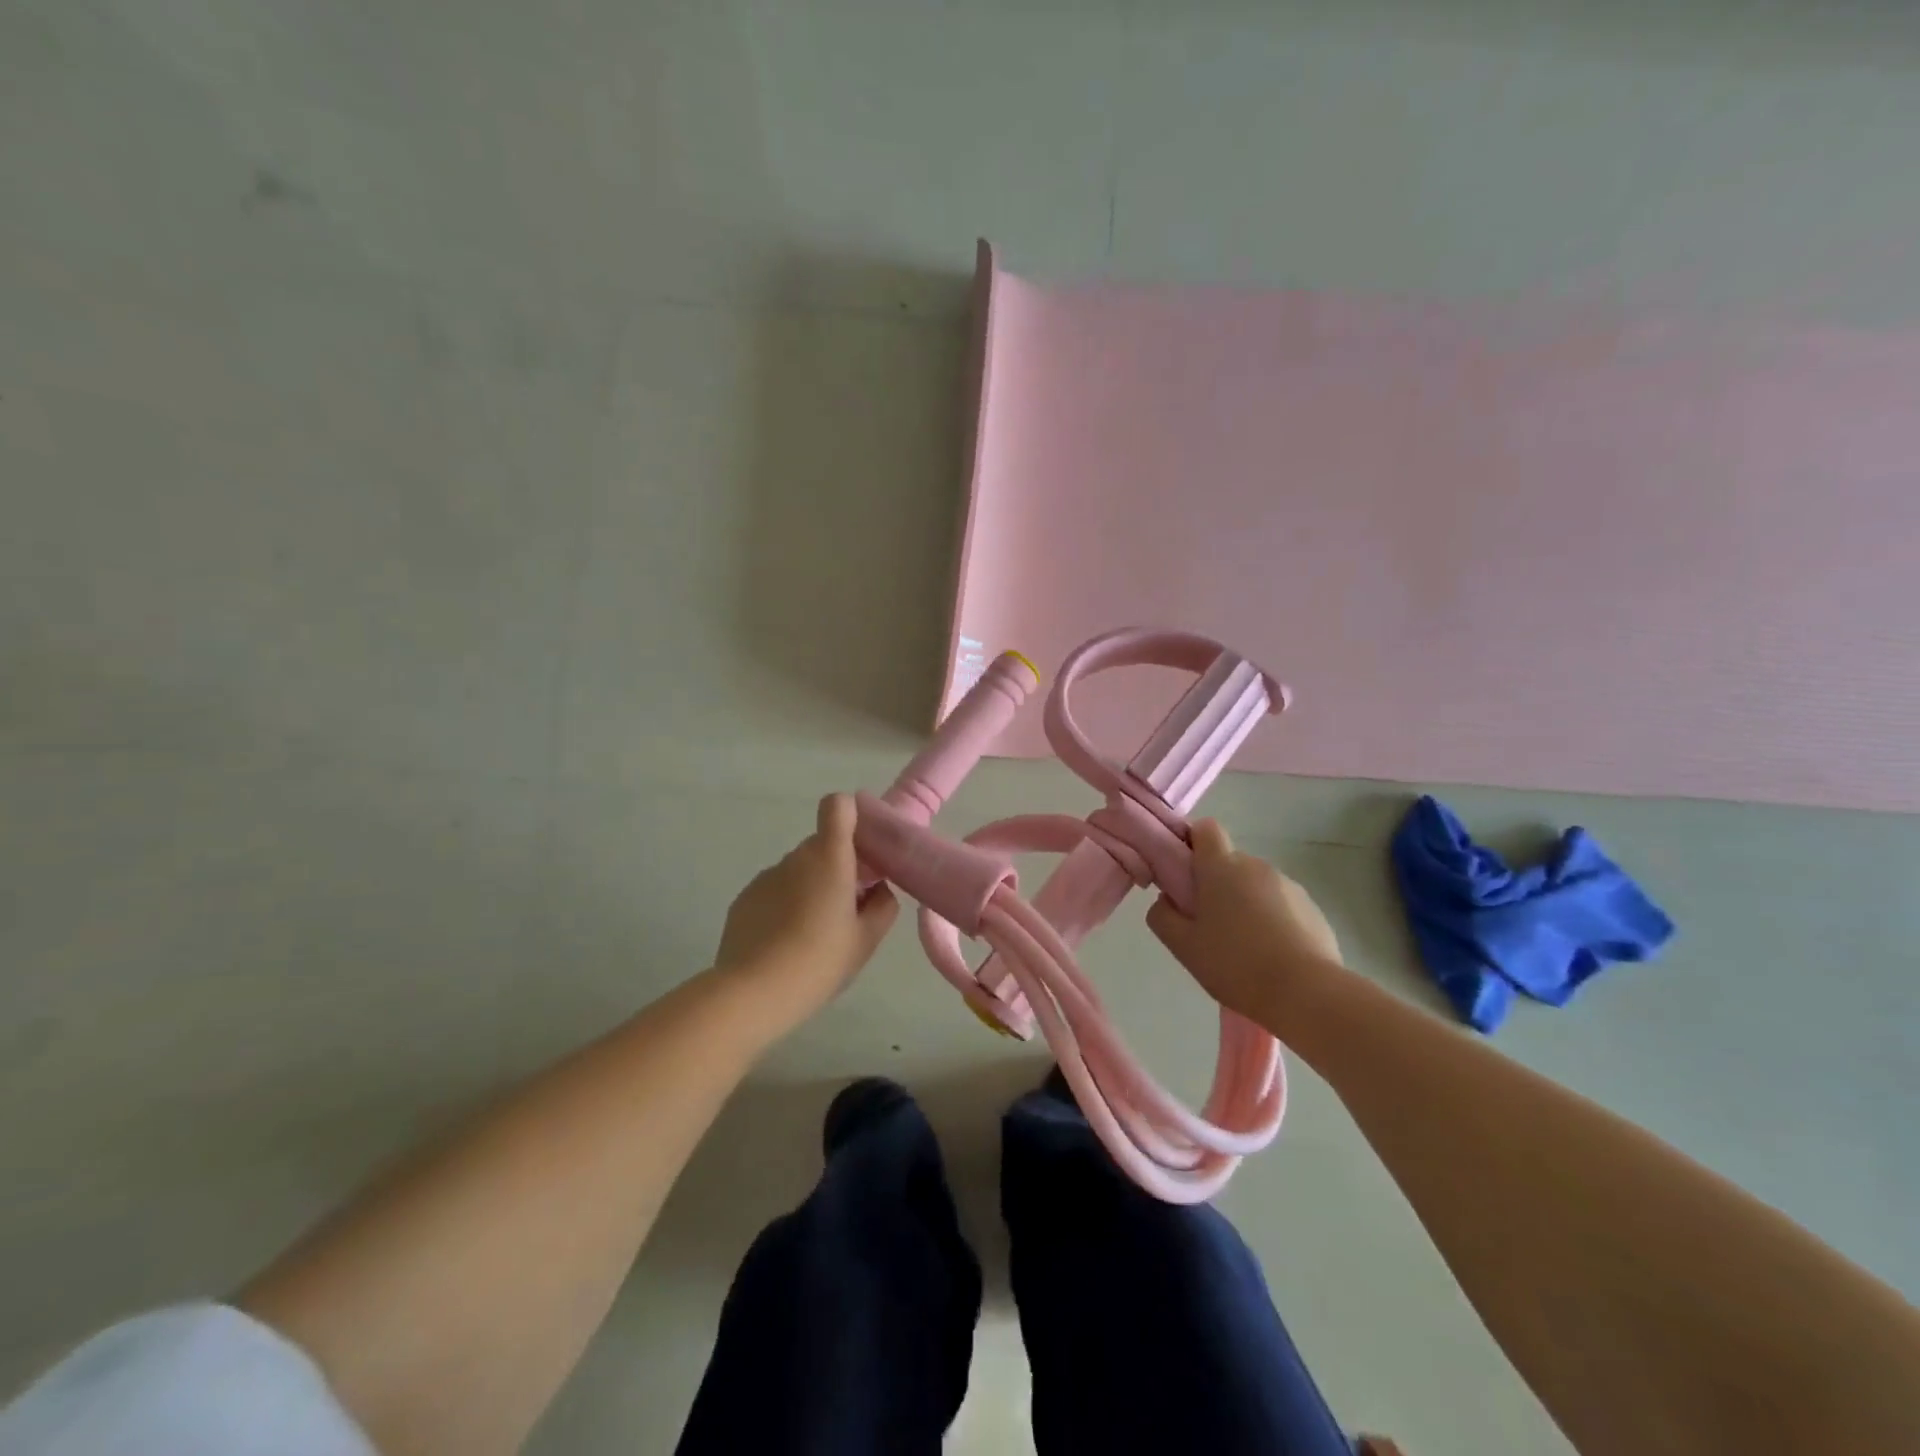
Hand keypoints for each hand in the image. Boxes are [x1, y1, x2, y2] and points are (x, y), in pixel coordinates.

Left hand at [712, 793, 898, 1028]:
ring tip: (812, 935)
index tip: (862, 848)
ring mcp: (766, 876)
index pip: (838, 806)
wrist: (752, 993)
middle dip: (837, 866)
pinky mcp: (744, 898)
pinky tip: (784, 944)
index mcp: (830, 858)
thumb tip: (878, 889)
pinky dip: (784, 906)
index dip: (851, 816)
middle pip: (822, 845)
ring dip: (810, 889)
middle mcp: (796, 858)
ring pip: (798, 870)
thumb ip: (882, 905)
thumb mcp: (866, 940)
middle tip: (847, 908)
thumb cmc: (819, 962)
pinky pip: (774, 890)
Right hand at [1146, 819, 1342, 1023]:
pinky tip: (1272, 957)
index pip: (1205, 829)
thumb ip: (1162, 916)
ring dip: (1246, 904)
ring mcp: (1289, 887)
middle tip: (1209, 925)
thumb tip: (1167, 901)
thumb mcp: (1183, 946)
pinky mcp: (1313, 910)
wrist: (1307, 994)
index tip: (1185, 875)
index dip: (1192, 844)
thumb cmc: (1236, 964)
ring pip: (1256, 886)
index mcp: (1222, 867)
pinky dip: (1273, 921)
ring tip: (1244, 948)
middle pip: (1230, 862)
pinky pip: (1282, 906)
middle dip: (1217, 885)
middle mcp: (1256, 866)